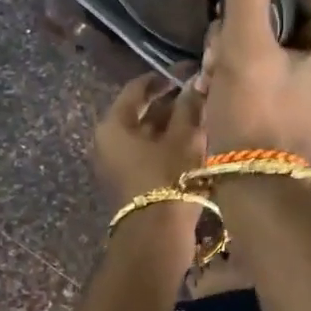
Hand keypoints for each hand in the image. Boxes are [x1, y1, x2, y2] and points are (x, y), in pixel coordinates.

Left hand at [93, 74, 206, 232]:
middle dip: (171, 102)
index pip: (137, 88)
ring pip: (146, 134)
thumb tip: (196, 81)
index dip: (164, 78)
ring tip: (202, 117)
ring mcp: (116, 164)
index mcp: (113, 125)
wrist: (156, 237)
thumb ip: (189, 106)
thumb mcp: (184, 138)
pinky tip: (194, 141)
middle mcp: (107, 141)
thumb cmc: (168, 178)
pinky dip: (168, 144)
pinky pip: (148, 152)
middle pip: (140, 112)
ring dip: (172, 124)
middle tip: (200, 94)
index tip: (189, 73)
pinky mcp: (129, 181)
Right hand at [202, 0, 310, 159]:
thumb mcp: (248, 46)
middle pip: (282, 11)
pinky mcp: (295, 93)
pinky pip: (265, 59)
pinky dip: (239, 66)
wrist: (250, 186)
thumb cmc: (256, 114)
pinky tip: (218, 82)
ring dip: (233, 46)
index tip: (234, 17)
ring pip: (267, 34)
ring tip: (216, 71)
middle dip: (242, 27)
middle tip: (221, 53)